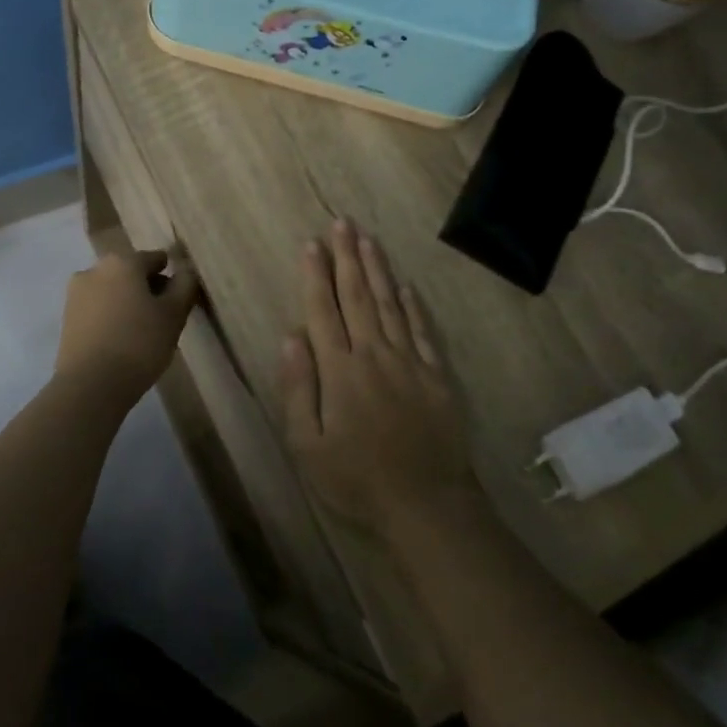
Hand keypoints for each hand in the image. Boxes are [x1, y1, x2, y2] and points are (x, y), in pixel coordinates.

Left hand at [54, 246, 199, 399]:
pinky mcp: (67, 318)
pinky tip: (122, 340)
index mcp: (123, 262)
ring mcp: (76, 294)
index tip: (181, 300)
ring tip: (144, 332)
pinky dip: (112, 317)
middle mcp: (95, 269)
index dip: (172, 277)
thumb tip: (186, 269)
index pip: (156, 259)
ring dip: (129, 303)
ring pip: (113, 291)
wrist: (90, 385)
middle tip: (165, 317)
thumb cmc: (139, 343)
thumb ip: (185, 285)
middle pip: (131, 273)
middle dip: (149, 289)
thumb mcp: (174, 314)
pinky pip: (98, 309)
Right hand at [281, 219, 479, 540]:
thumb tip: (291, 336)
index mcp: (340, 370)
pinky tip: (405, 285)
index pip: (323, 310)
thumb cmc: (356, 480)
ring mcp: (409, 362)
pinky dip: (413, 305)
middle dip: (346, 257)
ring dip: (376, 269)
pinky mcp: (436, 375)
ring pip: (390, 304)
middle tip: (341, 223)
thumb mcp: (307, 445)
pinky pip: (422, 330)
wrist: (426, 504)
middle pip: (357, 296)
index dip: (315, 275)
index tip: (311, 244)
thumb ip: (298, 387)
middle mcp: (374, 354)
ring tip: (367, 239)